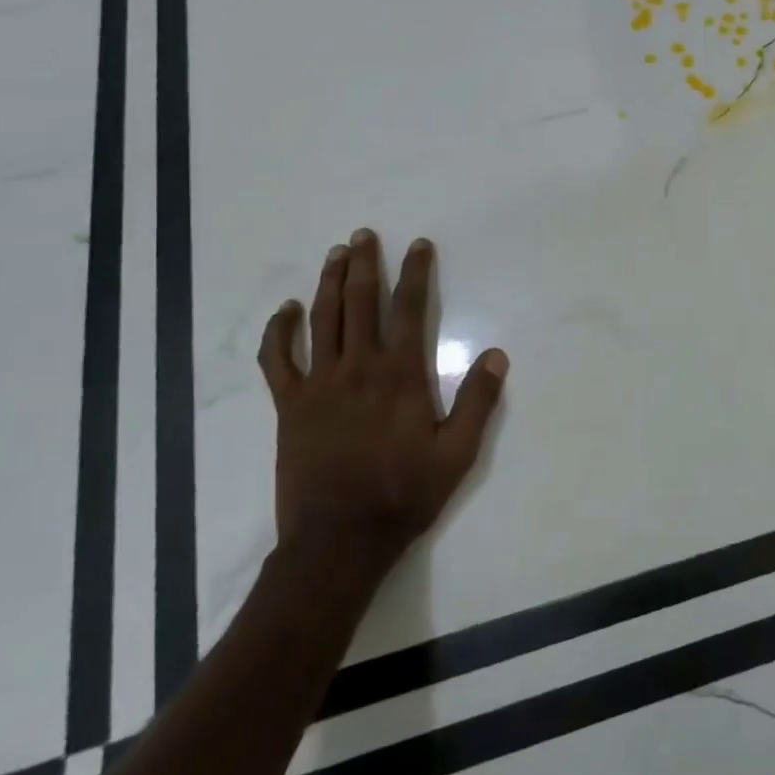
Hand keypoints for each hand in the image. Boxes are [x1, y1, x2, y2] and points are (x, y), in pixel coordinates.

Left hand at [258, 229, 507, 577]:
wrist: (339, 539)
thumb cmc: (405, 493)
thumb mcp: (458, 453)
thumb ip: (478, 401)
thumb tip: (497, 354)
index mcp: (400, 374)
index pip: (409, 308)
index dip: (416, 272)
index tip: (419, 245)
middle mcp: (357, 367)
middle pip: (359, 302)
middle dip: (364, 264)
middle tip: (364, 234)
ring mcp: (318, 384)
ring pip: (322, 319)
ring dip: (328, 282)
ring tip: (335, 253)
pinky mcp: (289, 405)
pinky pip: (277, 359)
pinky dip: (279, 331)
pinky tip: (285, 311)